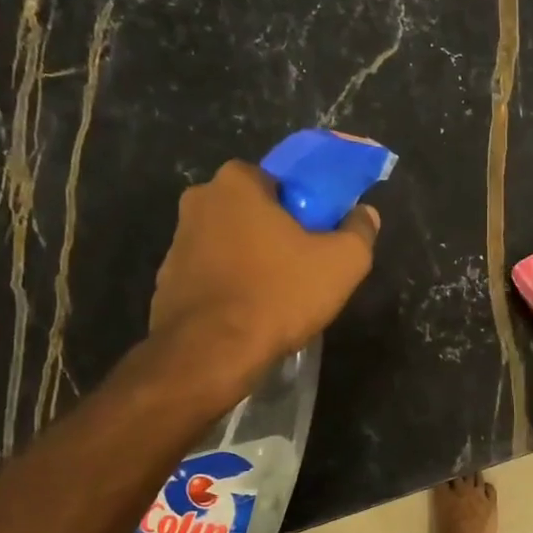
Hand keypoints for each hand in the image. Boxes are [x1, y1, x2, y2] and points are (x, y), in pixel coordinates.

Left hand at [150, 160, 379, 377]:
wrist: (212, 352)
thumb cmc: (279, 293)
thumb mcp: (343, 262)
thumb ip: (360, 231)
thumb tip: (365, 214)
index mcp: (237, 183)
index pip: (279, 180)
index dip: (304, 206)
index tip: (320, 233)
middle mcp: (199, 201)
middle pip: (252, 210)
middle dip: (276, 231)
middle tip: (303, 264)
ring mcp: (177, 242)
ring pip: (229, 243)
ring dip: (252, 260)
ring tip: (278, 295)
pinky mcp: (167, 281)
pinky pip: (211, 275)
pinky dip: (230, 286)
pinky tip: (250, 313)